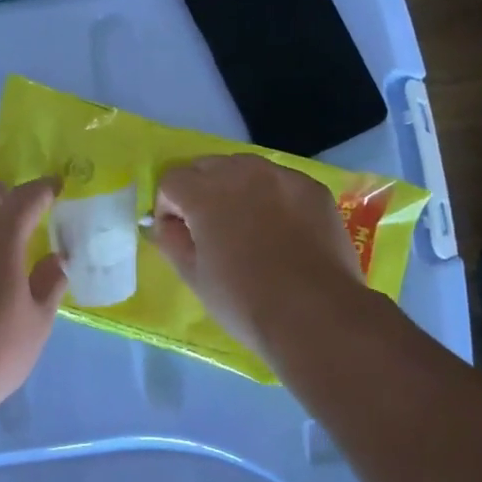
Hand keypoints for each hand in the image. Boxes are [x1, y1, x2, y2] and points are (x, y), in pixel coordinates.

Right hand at [150, 154, 361, 354]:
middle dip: (199, 191)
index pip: (172, 180)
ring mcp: (282, 177)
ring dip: (235, 188)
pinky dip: (272, 197)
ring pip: (245, 168)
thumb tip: (166, 225)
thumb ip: (171, 241)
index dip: (168, 207)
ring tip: (246, 224)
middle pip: (207, 166)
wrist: (315, 314)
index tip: (177, 234)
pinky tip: (281, 230)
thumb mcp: (193, 276)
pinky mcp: (313, 189)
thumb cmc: (243, 300)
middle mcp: (242, 172)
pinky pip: (281, 182)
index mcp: (205, 193)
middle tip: (209, 228)